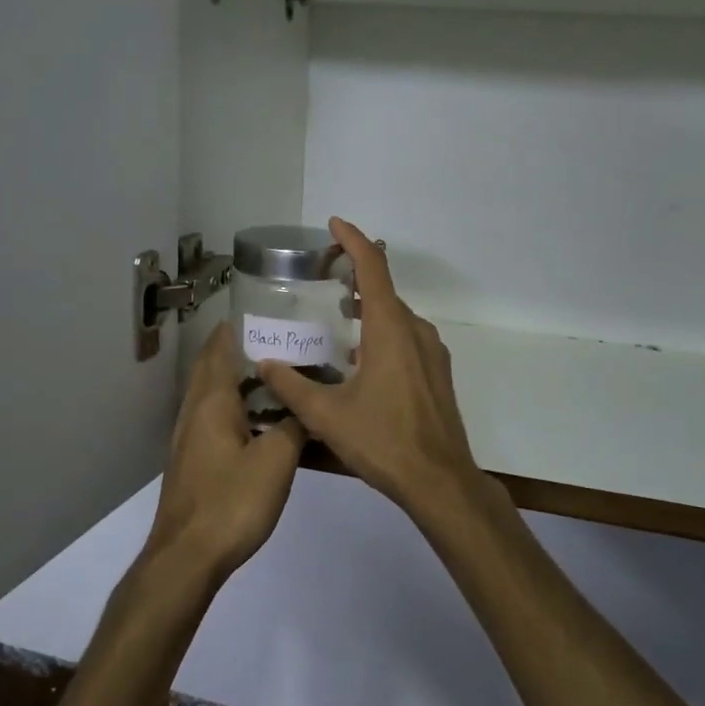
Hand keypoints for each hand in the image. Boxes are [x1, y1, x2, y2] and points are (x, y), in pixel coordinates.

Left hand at [145, 321, 305, 581]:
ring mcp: (190, 437)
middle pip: (214, 367)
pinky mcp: (193, 460)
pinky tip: (262, 422)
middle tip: (282, 342)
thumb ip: (294, 426)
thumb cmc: (232, 501)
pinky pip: (215, 419)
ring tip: (279, 377)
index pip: (221, 347)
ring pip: (214, 394)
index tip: (268, 312)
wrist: (187, 556)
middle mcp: (195, 411)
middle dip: (241, 349)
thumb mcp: (277, 460)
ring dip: (240, 380)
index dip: (239, 326)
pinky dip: (236, 408)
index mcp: (213, 401)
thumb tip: (304, 409)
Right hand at [258, 218, 483, 521]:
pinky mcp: (438, 373)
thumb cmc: (382, 441)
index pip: (373, 268)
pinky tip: (363, 360)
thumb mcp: (326, 415)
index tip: (334, 225)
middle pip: (384, 290)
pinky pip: (407, 338)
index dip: (353, 240)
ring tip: (338, 317)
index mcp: (389, 329)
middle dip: (355, 277)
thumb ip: (291, 385)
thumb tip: (265, 364)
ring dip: (369, 308)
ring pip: (396, 317)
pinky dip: (383, 332)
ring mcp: (432, 352)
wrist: (439, 480)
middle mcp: (415, 331)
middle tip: (324, 278)